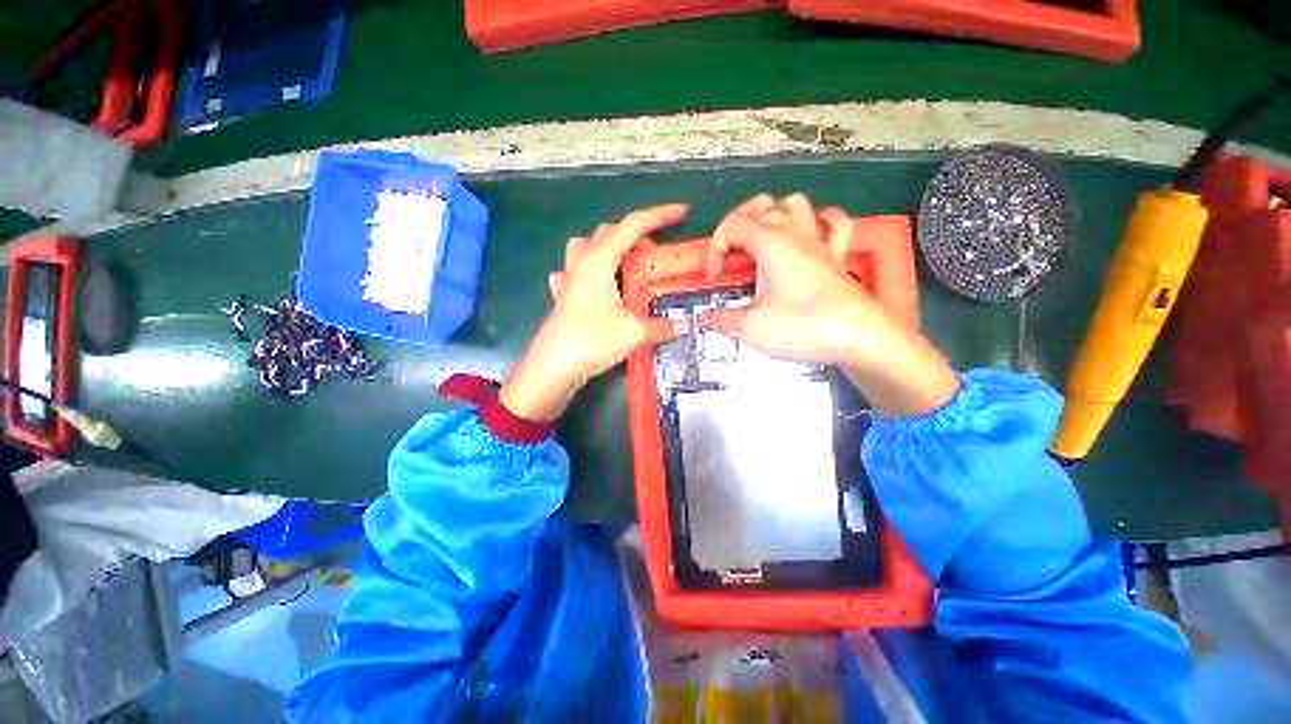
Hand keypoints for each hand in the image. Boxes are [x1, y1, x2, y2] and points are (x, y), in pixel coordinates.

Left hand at [499, 204, 690, 420]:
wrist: (552, 368)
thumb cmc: (591, 341)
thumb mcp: (633, 332)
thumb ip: (661, 326)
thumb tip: (684, 326)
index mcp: (599, 261)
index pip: (631, 226)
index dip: (659, 215)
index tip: (681, 212)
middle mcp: (581, 263)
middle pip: (608, 233)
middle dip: (635, 234)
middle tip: (655, 253)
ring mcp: (569, 279)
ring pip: (588, 247)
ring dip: (610, 248)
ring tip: (628, 265)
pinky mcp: (563, 296)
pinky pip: (576, 272)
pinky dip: (591, 272)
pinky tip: (598, 287)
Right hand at [700, 193, 958, 417]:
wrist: (859, 339)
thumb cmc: (803, 327)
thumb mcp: (752, 327)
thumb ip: (722, 319)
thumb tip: (703, 318)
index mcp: (771, 243)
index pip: (732, 227)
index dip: (715, 250)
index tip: (715, 280)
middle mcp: (795, 234)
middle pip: (761, 204)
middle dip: (737, 224)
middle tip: (730, 254)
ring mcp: (820, 242)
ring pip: (795, 204)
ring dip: (774, 216)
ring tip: (762, 242)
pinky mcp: (838, 256)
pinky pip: (834, 223)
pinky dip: (819, 222)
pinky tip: (809, 235)